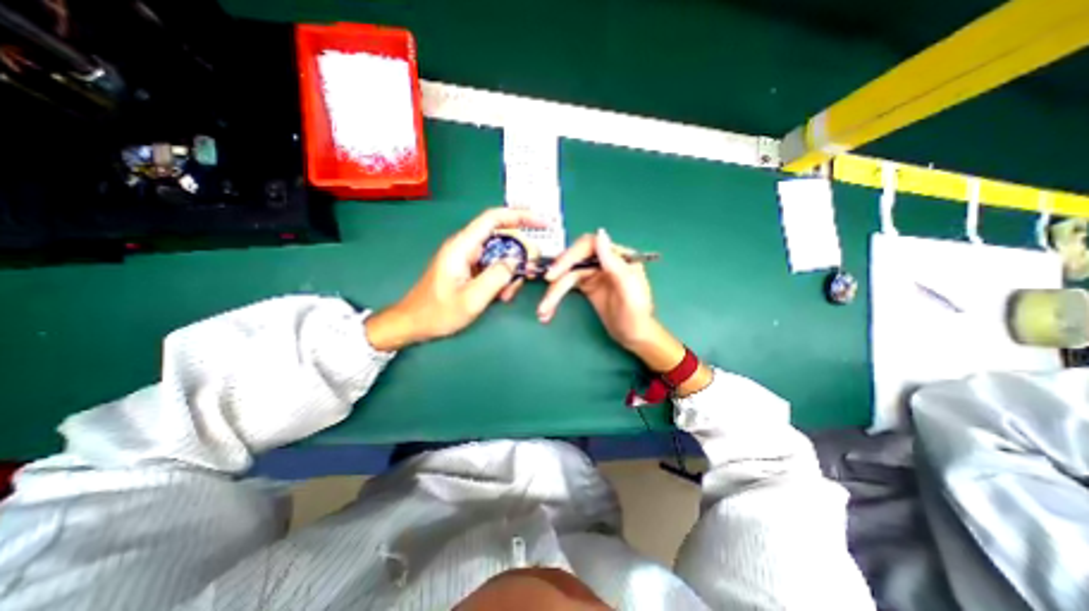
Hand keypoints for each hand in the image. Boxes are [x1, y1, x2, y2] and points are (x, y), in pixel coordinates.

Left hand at [366, 207, 543, 347]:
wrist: (414, 323)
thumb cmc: (438, 313)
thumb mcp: (471, 299)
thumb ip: (496, 277)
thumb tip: (516, 260)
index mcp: (462, 247)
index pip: (493, 218)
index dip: (519, 215)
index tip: (541, 222)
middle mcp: (465, 247)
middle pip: (501, 237)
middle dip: (519, 255)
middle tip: (528, 274)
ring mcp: (467, 257)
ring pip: (500, 254)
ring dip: (510, 271)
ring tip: (508, 294)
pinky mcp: (468, 268)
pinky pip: (493, 266)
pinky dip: (502, 278)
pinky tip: (501, 295)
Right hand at [539, 229, 682, 370]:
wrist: (635, 336)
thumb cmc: (636, 314)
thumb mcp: (629, 289)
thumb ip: (615, 263)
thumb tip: (600, 234)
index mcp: (617, 257)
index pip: (588, 247)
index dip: (569, 257)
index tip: (554, 273)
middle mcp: (603, 261)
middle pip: (573, 261)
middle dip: (557, 278)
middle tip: (545, 297)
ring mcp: (594, 273)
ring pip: (566, 275)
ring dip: (553, 293)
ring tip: (543, 311)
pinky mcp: (586, 286)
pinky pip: (566, 286)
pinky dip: (555, 297)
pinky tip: (548, 310)